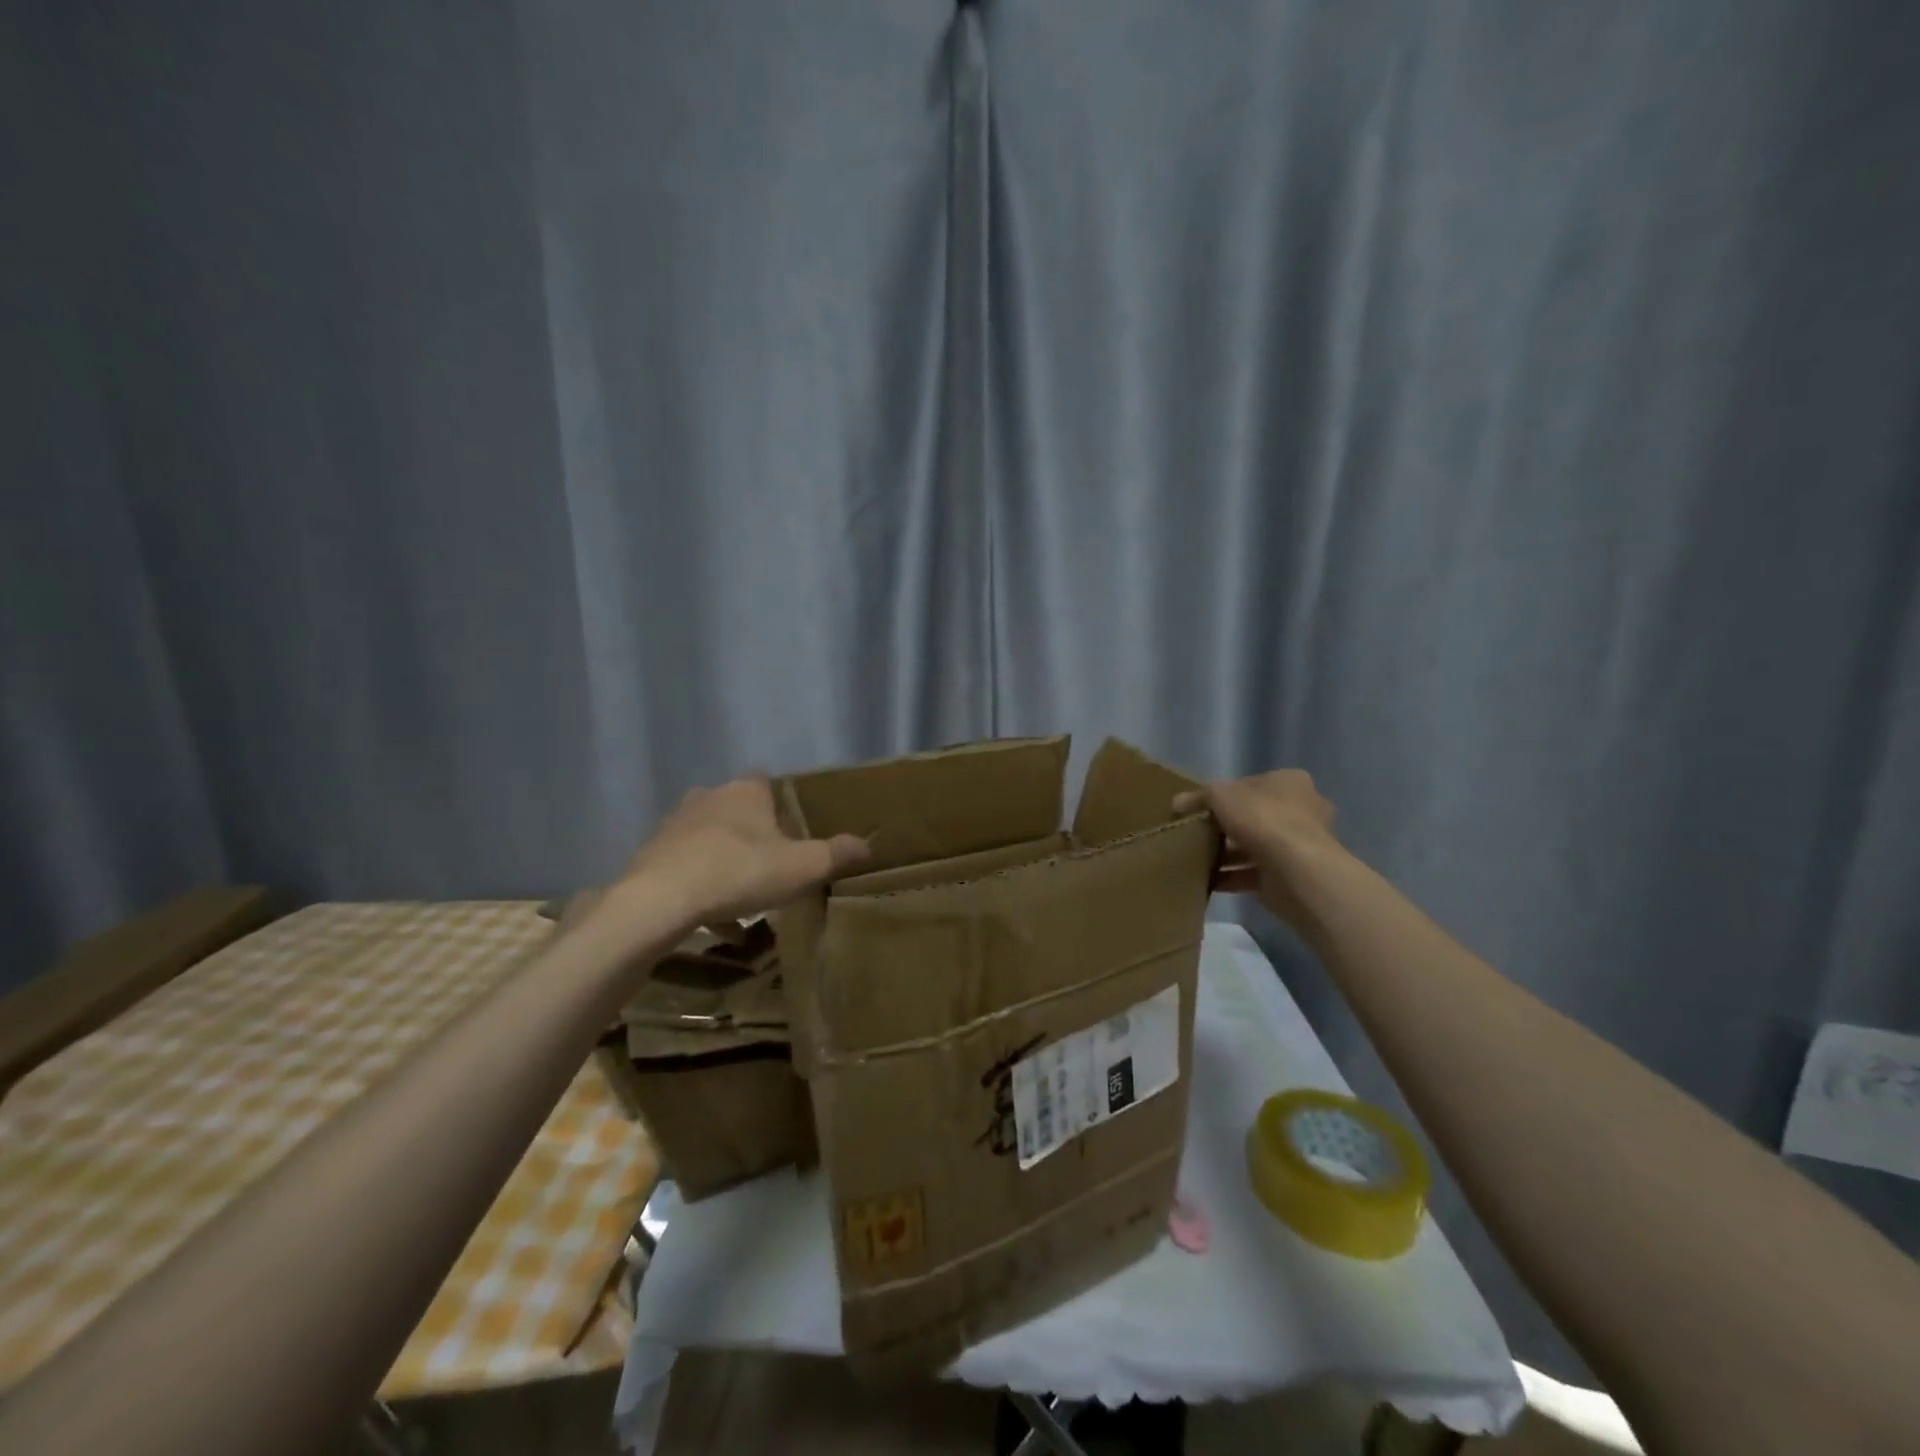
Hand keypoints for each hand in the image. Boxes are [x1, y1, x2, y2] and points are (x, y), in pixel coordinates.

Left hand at [612, 775, 870, 927]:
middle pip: (737, 809)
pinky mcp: (651, 854)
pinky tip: (713, 918)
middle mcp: (708, 797)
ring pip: (709, 838)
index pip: (767, 782)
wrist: (659, 901)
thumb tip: (867, 844)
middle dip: (753, 834)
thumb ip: (836, 854)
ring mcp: (675, 824)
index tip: (792, 833)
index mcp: (745, 791)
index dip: (782, 806)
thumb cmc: (739, 872)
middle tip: (771, 865)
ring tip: (742, 895)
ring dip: (724, 859)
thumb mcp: (802, 867)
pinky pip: (685, 866)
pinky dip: (700, 885)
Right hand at [1173, 770, 1340, 928]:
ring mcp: (1300, 845)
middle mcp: (1302, 810)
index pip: (1251, 784)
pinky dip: (1232, 876)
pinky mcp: (1292, 875)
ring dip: (1229, 853)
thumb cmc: (1263, 820)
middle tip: (1200, 833)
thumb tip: (1177, 803)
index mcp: (1291, 782)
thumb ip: (1199, 797)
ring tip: (1199, 859)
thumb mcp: (1221, 795)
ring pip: (1255, 846)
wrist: (1296, 871)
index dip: (1224, 795)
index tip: (1201, 809)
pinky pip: (1254, 873)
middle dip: (1227, 826)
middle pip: (1255, 816)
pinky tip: (1209, 880)